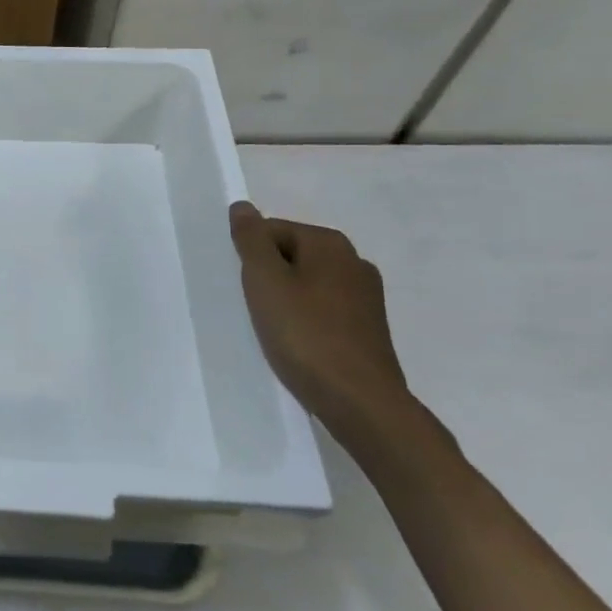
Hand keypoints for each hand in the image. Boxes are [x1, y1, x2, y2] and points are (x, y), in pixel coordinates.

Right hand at [228, 202, 411, 448]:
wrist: (361, 403)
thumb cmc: (305, 334)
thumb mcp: (264, 280)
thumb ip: (251, 240)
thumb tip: (242, 207)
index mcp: (330, 243)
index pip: (271, 231)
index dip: (250, 258)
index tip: (246, 290)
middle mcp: (354, 261)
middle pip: (291, 256)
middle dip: (268, 278)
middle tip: (255, 310)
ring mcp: (367, 297)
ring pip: (307, 285)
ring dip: (286, 301)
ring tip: (275, 331)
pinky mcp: (370, 329)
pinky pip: (324, 311)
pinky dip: (306, 321)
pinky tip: (298, 345)